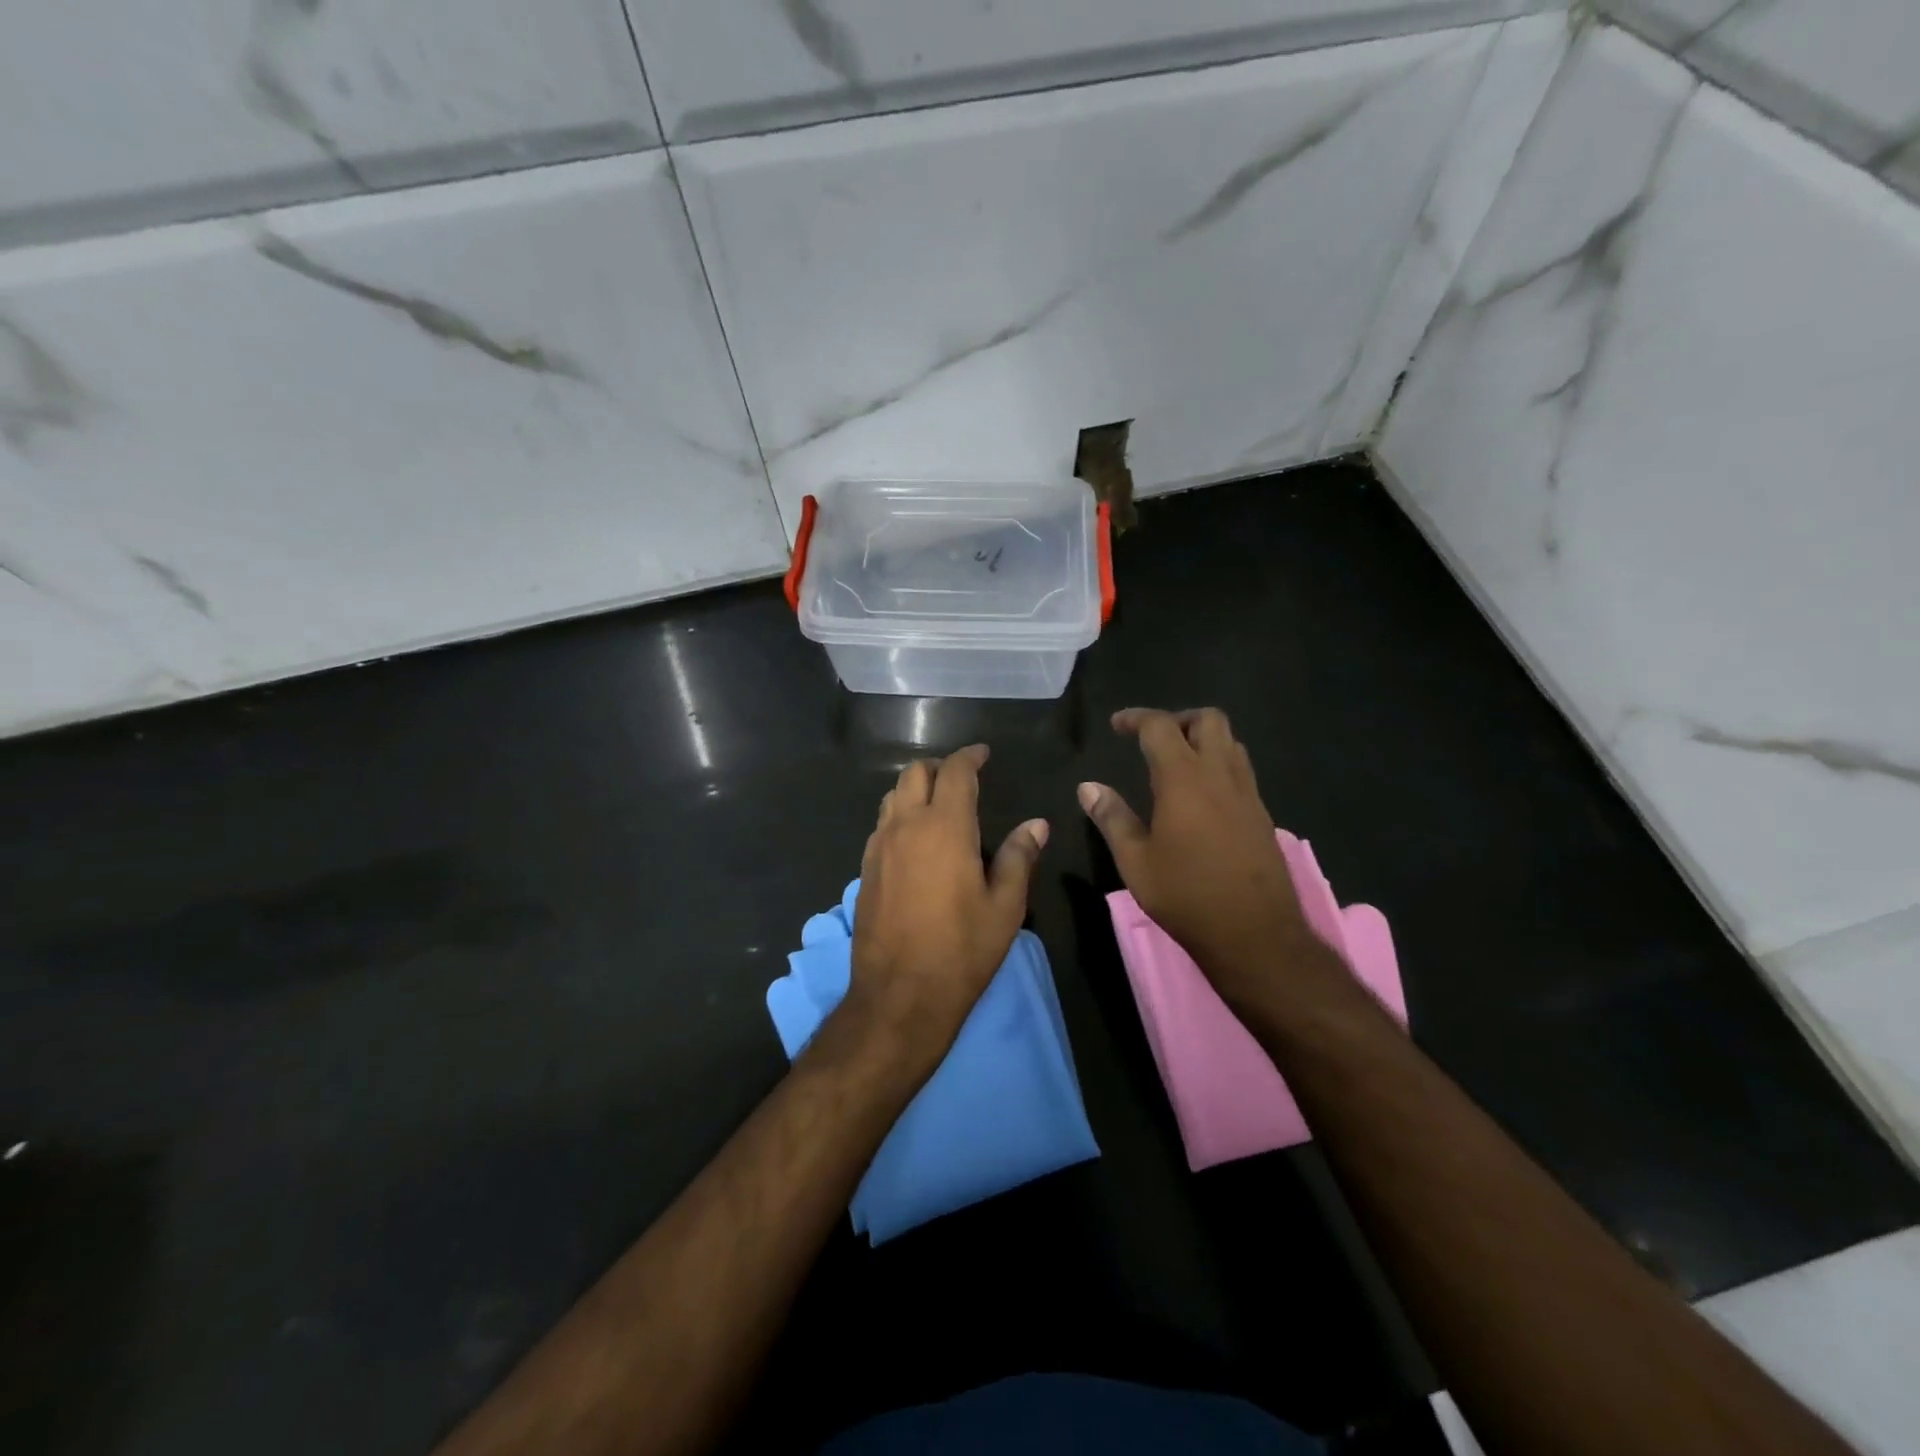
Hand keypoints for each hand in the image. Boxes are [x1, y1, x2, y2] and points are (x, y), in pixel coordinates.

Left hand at [846, 745, 1047, 1066]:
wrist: (899, 995)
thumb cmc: (962, 950)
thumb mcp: (1005, 907)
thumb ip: (1019, 857)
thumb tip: (1036, 824)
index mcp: (944, 827)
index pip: (955, 772)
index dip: (970, 757)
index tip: (983, 754)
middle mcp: (905, 826)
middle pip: (914, 774)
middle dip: (939, 767)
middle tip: (962, 778)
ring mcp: (879, 847)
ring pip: (892, 797)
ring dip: (914, 788)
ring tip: (938, 803)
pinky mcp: (865, 869)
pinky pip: (881, 825)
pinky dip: (899, 815)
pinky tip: (915, 839)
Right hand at [1078, 708, 1311, 1004]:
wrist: (1254, 933)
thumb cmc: (1185, 895)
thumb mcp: (1135, 860)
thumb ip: (1112, 817)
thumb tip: (1087, 786)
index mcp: (1184, 779)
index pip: (1160, 726)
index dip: (1136, 718)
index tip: (1117, 725)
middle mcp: (1220, 775)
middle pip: (1208, 719)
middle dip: (1178, 719)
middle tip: (1152, 740)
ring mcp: (1247, 793)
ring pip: (1231, 742)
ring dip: (1203, 740)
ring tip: (1177, 763)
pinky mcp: (1262, 815)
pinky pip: (1241, 770)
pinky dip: (1219, 765)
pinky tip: (1201, 797)